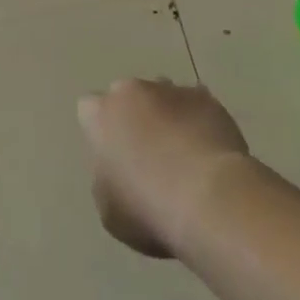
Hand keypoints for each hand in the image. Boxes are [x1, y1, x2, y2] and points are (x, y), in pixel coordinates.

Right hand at [78, 79, 250, 259]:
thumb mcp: (108, 209)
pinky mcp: (207, 99)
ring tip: (183, 154)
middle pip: (127, 96)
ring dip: (166, 116)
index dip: (101, 131)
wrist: (210, 199)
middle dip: (134, 117)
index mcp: (100, 115)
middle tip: (147, 153)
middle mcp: (132, 92)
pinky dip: (198, 122)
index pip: (89, 110)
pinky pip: (196, 106)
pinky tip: (208, 153)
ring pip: (163, 96)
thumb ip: (106, 178)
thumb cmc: (148, 208)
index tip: (112, 156)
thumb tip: (118, 169)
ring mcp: (172, 91)